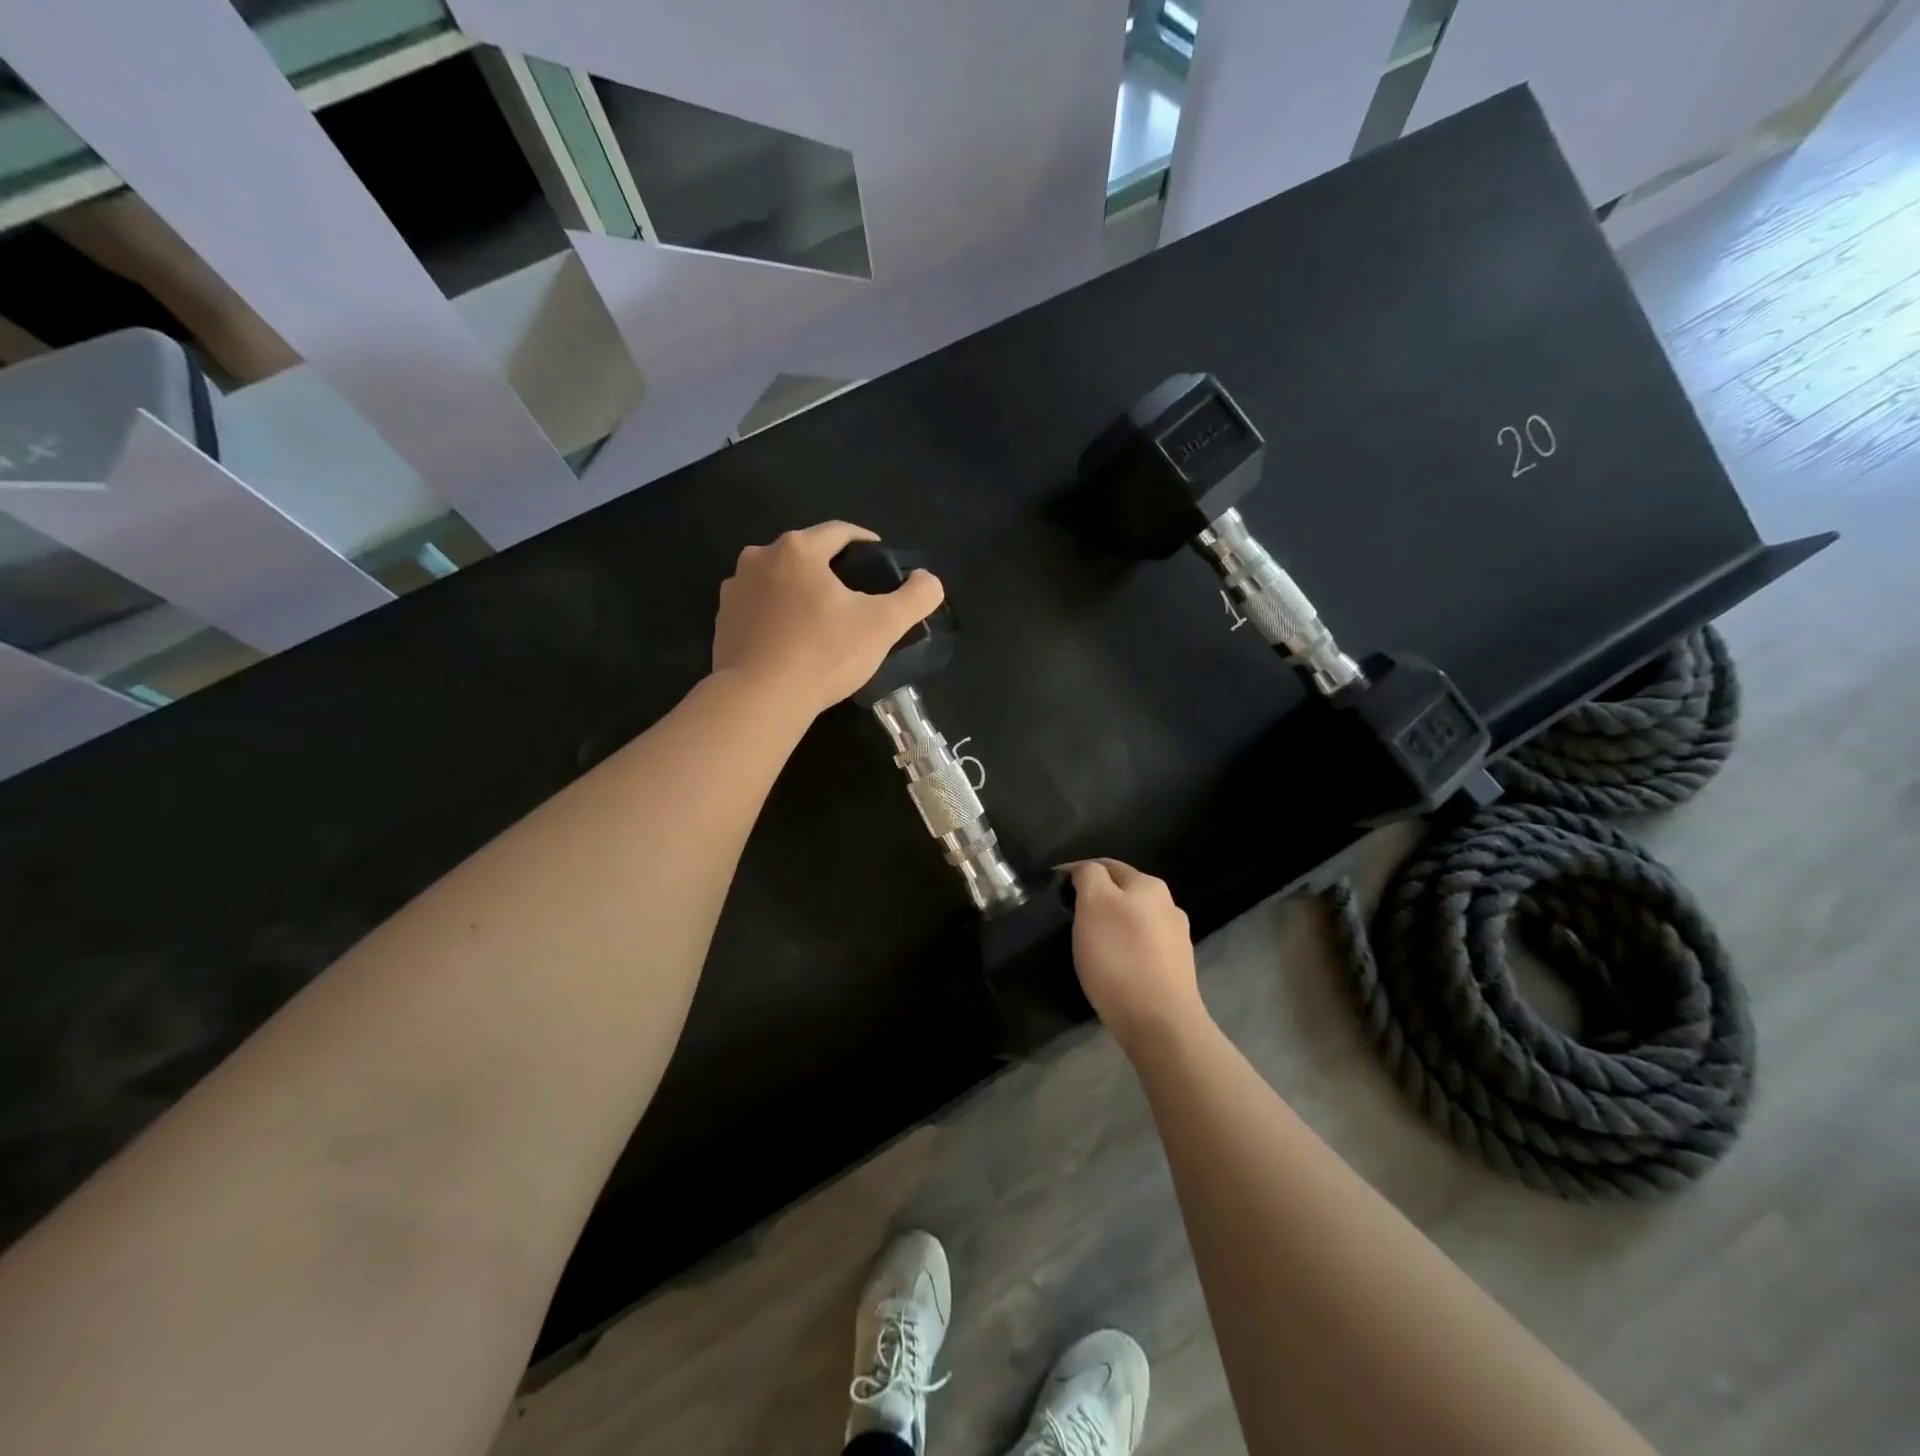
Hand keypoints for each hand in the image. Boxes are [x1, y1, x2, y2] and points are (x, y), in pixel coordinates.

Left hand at [713, 521, 945, 718]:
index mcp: (798, 549)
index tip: (879, 558)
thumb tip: (929, 580)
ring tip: (821, 619)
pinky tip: (791, 640)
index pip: (839, 532)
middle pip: (805, 553)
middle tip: (853, 595)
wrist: (759, 699)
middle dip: (829, 568)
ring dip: (800, 590)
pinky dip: (776, 615)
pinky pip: (758, 608)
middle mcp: (759, 557)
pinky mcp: (721, 621)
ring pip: (778, 580)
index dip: (864, 541)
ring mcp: (734, 589)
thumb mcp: (883, 625)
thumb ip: (915, 597)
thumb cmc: (824, 653)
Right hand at [1069, 859, 1206, 1050]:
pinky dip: (1124, 950)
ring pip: (1134, 921)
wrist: (1160, 1023)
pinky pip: (1142, 948)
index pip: (1105, 865)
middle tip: (1068, 918)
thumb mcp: (1094, 904)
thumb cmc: (1119, 957)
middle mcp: (1168, 905)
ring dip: (1111, 926)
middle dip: (1096, 900)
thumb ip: (1089, 876)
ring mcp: (1176, 939)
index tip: (1053, 891)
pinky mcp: (1176, 970)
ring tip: (1088, 944)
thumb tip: (1085, 871)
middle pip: (1123, 892)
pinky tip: (1112, 967)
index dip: (1076, 873)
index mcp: (1148, 884)